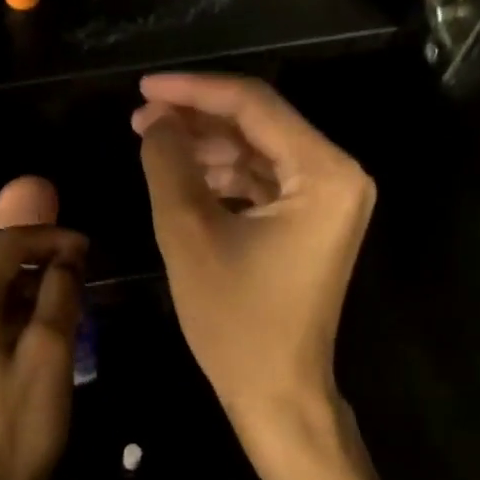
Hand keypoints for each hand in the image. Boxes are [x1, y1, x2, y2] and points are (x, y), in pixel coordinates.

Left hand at [0, 225, 88, 479]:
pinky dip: (16, 301)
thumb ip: (60, 292)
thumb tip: (68, 258)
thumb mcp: (51, 351)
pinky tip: (45, 316)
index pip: (5, 243)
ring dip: (30, 277)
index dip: (49, 237)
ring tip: (71, 290)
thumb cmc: (20, 420)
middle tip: (82, 264)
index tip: (87, 248)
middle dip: (40, 253)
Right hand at [133, 73, 374, 446]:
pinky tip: (179, 172)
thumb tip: (156, 118)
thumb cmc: (236, 320)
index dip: (194, 90)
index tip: (143, 86)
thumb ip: (168, 163)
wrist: (277, 394)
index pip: (254, 106)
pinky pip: (262, 178)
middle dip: (196, 117)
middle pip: (259, 123)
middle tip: (141, 116)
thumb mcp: (189, 233)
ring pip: (257, 148)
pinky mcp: (310, 219)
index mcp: (325, 173)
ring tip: (150, 141)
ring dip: (205, 144)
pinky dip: (221, 173)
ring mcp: (327, 198)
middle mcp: (338, 175)